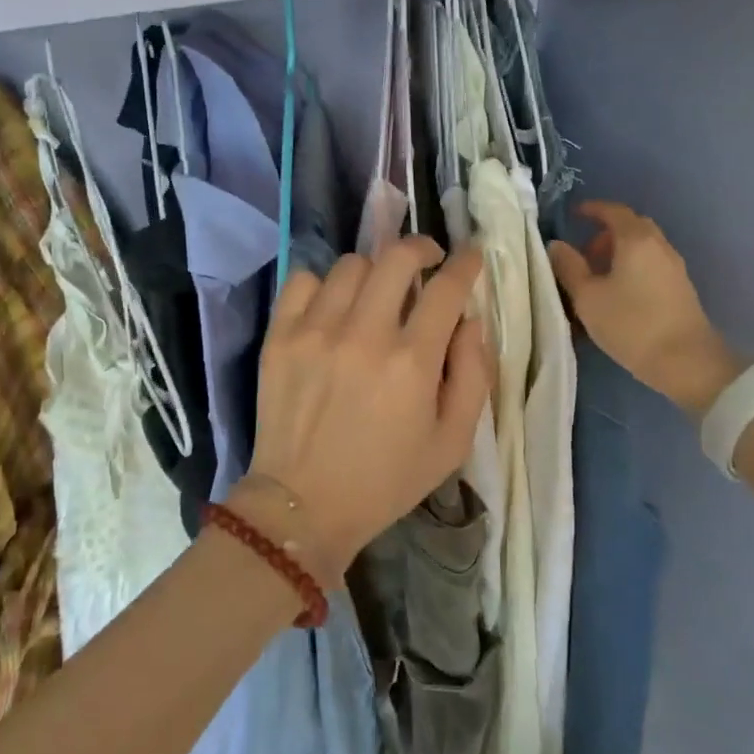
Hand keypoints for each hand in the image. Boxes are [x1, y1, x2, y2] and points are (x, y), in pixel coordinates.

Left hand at [248, 238, 490, 577]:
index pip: (447, 288)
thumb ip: (473, 375)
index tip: (470, 256)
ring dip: (374, 271)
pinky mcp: (280, 336)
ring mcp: (316, 331)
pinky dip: (323, 284)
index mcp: (411, 362)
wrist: (302, 504)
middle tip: (427, 262)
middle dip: (422, 248)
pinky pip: (302, 279)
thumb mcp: (452, 442)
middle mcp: (364, 334)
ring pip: (352, 264)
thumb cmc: (385, 479)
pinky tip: (332, 307)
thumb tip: (469, 320)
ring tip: (376, 293)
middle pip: (397, 257)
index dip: (465, 263)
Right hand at [549, 200, 738, 419]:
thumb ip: (569, 267)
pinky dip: (632, 267)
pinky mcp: (681, 288)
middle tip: (584, 254)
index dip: (592, 209)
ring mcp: (674, 267)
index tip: (574, 215)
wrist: (687, 362)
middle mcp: (659, 246)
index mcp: (635, 240)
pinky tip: (619, 294)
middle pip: (631, 227)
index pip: (613, 211)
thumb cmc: (631, 324)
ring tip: (598, 279)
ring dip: (619, 253)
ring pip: (642, 247)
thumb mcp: (588, 297)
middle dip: (605, 234)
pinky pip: (651, 265)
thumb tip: (557, 245)